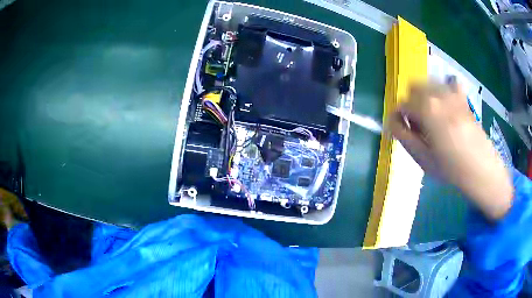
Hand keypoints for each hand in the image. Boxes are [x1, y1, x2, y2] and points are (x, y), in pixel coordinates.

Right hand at [386, 83, 512, 220]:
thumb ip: (403, 136)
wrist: (480, 168)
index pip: (401, 104)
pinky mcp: (463, 97)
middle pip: (414, 87)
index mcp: (426, 109)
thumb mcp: (422, 157)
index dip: (398, 117)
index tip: (402, 130)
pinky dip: (445, 89)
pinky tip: (447, 104)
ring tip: (433, 117)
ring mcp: (452, 93)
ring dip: (425, 96)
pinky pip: (450, 82)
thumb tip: (392, 121)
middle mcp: (438, 94)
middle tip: (418, 125)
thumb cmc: (450, 167)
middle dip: (411, 103)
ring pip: (429, 83)